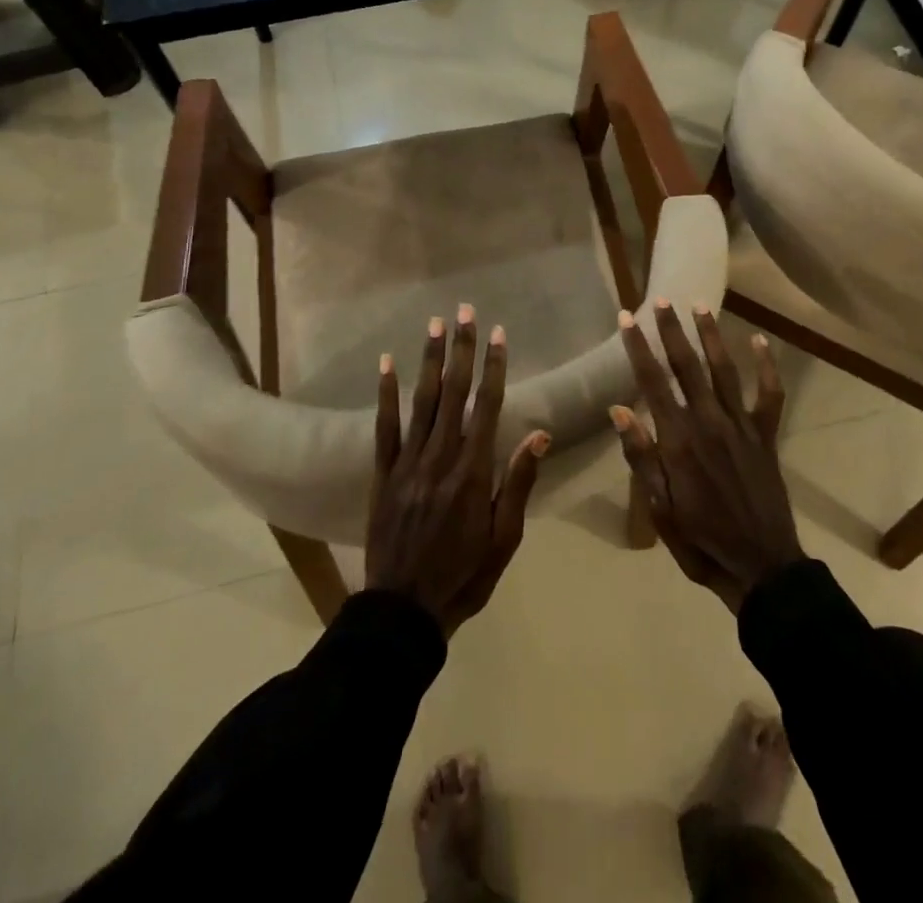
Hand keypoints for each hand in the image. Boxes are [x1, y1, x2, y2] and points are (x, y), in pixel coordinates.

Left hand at [366, 305, 548, 636]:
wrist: (403, 611)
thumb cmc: (464, 575)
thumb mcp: (505, 538)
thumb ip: (519, 481)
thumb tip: (539, 433)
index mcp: (474, 472)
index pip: (487, 407)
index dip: (494, 367)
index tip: (498, 334)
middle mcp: (440, 457)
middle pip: (454, 393)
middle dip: (461, 349)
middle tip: (465, 311)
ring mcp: (407, 463)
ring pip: (421, 401)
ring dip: (429, 360)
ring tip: (435, 324)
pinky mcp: (382, 473)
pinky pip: (384, 427)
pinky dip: (386, 393)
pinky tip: (387, 363)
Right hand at [611, 301, 802, 612]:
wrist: (761, 567)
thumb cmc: (701, 541)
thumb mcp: (659, 508)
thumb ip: (640, 456)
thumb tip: (618, 409)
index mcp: (678, 440)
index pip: (652, 383)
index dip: (638, 348)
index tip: (626, 318)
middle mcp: (709, 422)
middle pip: (687, 367)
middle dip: (672, 331)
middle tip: (661, 300)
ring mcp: (741, 426)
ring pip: (724, 370)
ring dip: (711, 336)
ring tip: (700, 306)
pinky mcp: (765, 436)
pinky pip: (769, 395)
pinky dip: (767, 367)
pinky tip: (761, 342)